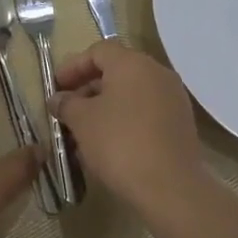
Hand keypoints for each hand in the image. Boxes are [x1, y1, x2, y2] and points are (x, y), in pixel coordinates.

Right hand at [50, 41, 206, 207]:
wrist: (170, 186)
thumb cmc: (119, 143)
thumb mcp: (82, 121)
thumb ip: (66, 104)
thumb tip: (59, 99)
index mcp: (133, 63)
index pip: (98, 51)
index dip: (73, 66)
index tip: (56, 87)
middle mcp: (157, 73)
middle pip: (117, 70)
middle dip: (88, 88)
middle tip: (67, 110)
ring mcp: (173, 98)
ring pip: (132, 93)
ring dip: (106, 106)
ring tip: (84, 131)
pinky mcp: (181, 123)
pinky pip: (146, 111)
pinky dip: (125, 119)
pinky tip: (109, 144)